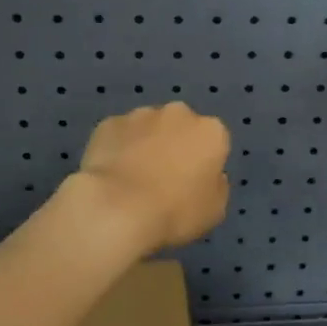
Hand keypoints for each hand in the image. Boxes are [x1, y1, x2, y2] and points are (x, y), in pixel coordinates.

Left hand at [72, 102, 231, 254]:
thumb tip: (210, 176)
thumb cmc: (176, 211)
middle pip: (181, 127)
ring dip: (146, 144)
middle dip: (175, 145)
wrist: (117, 208)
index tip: (193, 184)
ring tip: (133, 178)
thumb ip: (217, 186)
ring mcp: (140, 115)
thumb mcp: (214, 210)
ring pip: (149, 127)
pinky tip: (111, 174)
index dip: (204, 163)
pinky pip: (119, 135)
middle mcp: (178, 114)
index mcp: (211, 131)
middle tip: (164, 178)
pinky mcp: (109, 123)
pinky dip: (118, 148)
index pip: (214, 142)